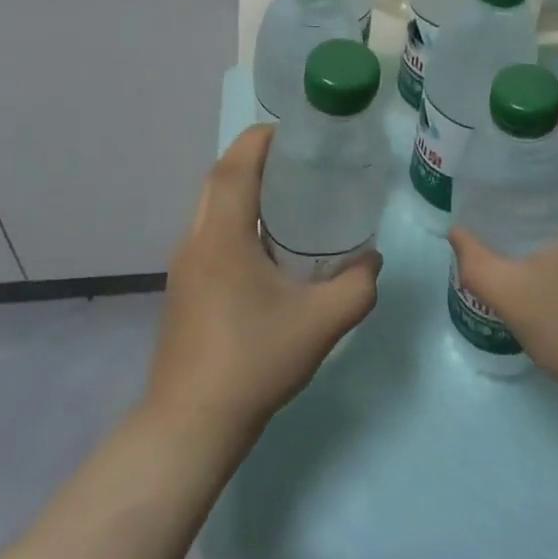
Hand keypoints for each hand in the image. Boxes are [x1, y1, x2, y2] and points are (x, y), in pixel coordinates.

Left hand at [145, 125, 380, 448]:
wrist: (190, 425)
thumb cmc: (252, 363)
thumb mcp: (320, 324)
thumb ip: (357, 286)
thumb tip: (373, 260)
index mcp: (222, 236)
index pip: (236, 166)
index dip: (263, 139)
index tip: (298, 133)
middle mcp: (196, 240)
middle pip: (220, 179)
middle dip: (256, 158)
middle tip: (301, 161)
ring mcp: (185, 266)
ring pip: (212, 206)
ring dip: (245, 190)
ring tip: (291, 196)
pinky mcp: (184, 288)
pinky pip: (211, 233)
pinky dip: (238, 220)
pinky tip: (269, 247)